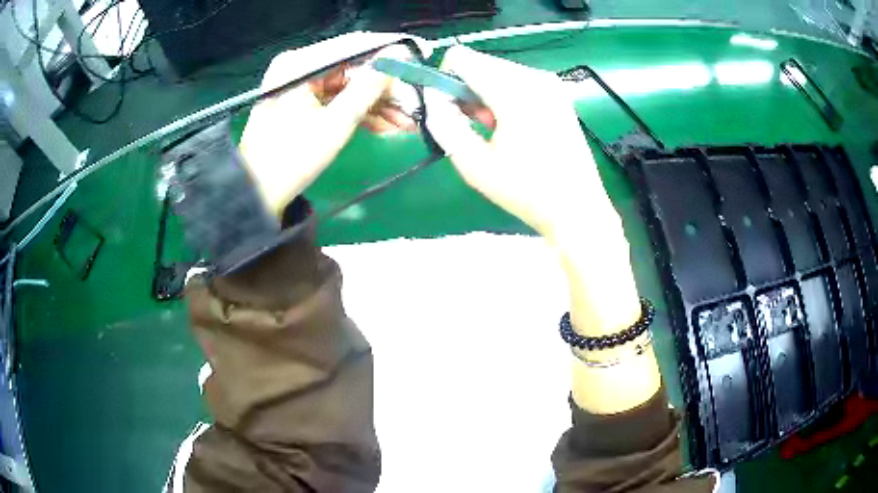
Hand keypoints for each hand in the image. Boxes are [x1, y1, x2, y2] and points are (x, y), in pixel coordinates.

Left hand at [239, 33, 415, 216]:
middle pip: (352, 69)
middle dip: (386, 88)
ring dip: (378, 104)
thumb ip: (368, 88)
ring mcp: (300, 86)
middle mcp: (299, 68)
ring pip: (349, 87)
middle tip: (417, 101)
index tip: (419, 56)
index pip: (352, 47)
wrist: (259, 194)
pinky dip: (360, 113)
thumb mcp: (335, 124)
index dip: (388, 51)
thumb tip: (397, 59)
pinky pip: (338, 101)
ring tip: (409, 122)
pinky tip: (387, 126)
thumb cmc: (292, 159)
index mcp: (299, 65)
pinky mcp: (303, 103)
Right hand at [424, 45, 618, 240]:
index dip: (445, 81)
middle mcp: (535, 77)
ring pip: (498, 72)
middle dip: (467, 90)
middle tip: (475, 127)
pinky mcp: (558, 93)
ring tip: (496, 131)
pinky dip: (505, 97)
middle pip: (480, 63)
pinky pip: (517, 81)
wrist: (577, 209)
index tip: (450, 110)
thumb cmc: (527, 191)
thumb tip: (433, 100)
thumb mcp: (474, 165)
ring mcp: (550, 84)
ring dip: (486, 95)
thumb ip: (444, 125)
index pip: (461, 57)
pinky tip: (513, 127)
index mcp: (515, 91)